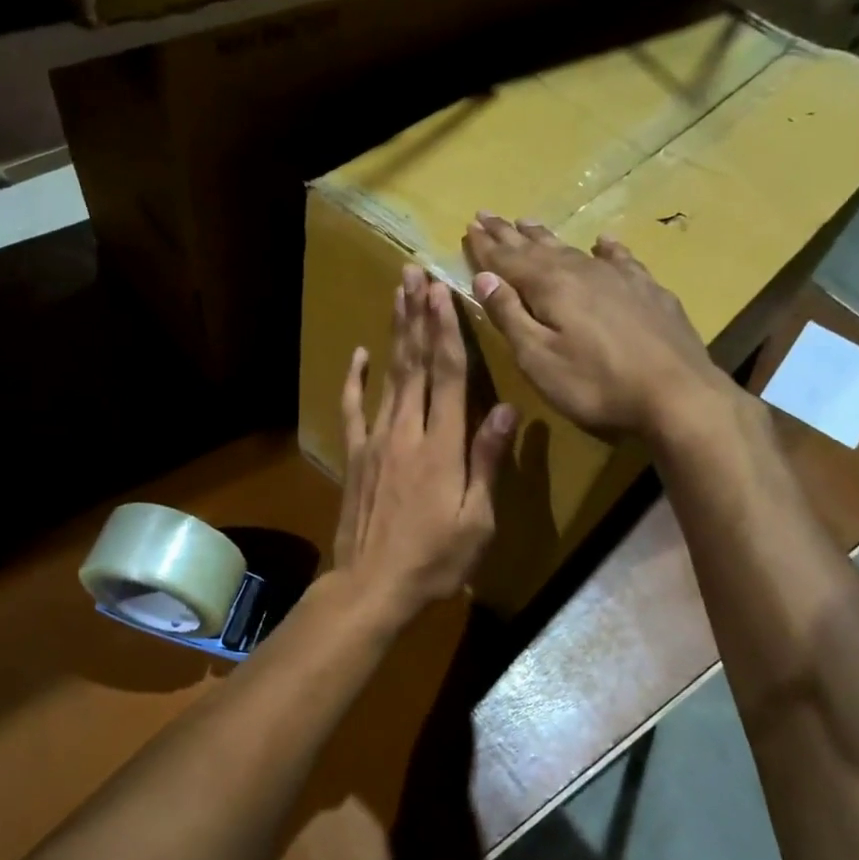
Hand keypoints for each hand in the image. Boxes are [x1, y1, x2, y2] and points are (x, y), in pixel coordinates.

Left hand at [333, 265, 516, 617]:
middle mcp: (406, 431)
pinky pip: (352, 409)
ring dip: (393, 334)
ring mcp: (375, 441)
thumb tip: (505, 409)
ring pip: (387, 376)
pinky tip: (358, 354)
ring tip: (395, 295)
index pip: (446, 374)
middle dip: (416, 315)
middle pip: (414, 363)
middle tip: (414, 273)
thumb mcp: (477, 520)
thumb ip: (488, 461)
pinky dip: (354, 379)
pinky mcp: (355, 456)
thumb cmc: (434, 560)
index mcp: (442, 446)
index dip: (446, 329)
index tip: (443, 291)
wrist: (371, 586)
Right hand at [462, 213, 733, 440]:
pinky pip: (620, 259)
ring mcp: (619, 278)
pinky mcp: (649, 292)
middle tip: (487, 214)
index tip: (469, 227)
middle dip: (509, 233)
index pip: (507, 259)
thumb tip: (483, 278)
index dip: (485, 246)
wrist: (678, 396)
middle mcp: (582, 271)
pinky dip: (606, 249)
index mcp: (549, 287)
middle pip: (537, 247)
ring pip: (573, 249)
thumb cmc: (596, 385)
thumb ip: (510, 316)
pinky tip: (603, 243)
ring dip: (547, 236)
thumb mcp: (538, 359)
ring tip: (528, 222)